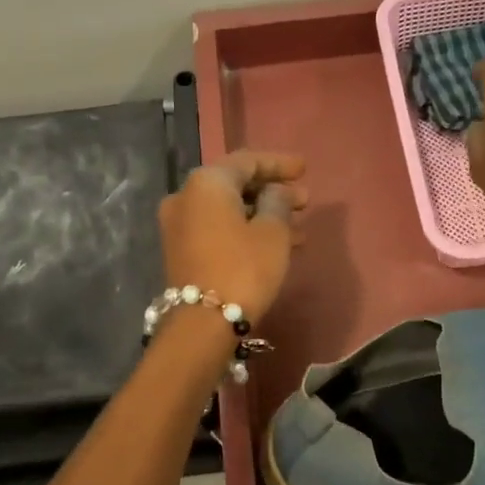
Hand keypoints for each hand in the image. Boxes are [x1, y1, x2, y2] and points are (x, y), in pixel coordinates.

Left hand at [159, 150, 307, 323]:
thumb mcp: (273, 232)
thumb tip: (276, 192)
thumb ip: (278, 202)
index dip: (279, 164)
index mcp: (207, 182)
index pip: (247, 161)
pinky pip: (219, 227)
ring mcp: (179, 224)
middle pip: (236, 184)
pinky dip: (246, 229)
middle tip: (304, 199)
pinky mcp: (182, 249)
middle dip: (272, 191)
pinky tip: (276, 242)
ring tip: (299, 226)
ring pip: (229, 209)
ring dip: (263, 214)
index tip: (305, 170)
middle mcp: (186, 196)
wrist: (203, 323)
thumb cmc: (244, 268)